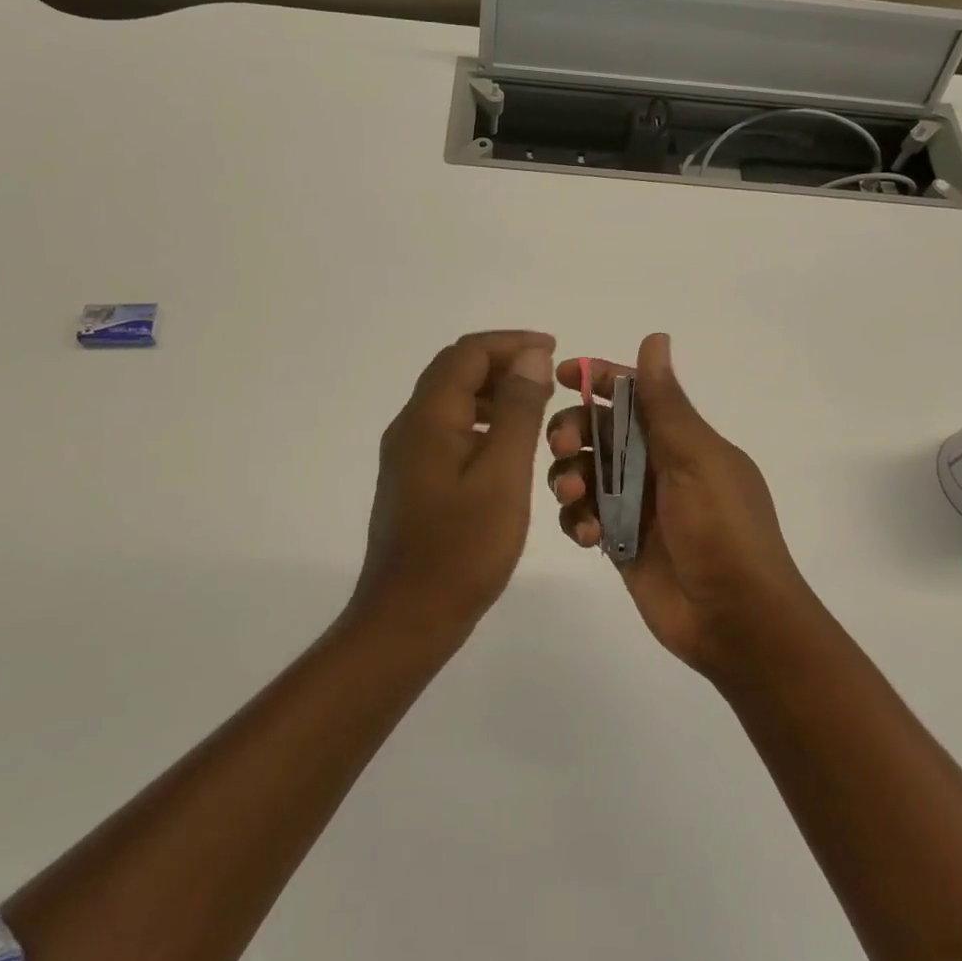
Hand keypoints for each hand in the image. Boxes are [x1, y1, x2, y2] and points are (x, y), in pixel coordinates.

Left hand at [351, 330, 556, 638]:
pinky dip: (481, 420)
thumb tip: (531, 356)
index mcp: (429, 417)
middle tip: (548, 374)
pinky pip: (449, 429)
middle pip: (455, 371)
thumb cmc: (462, 548)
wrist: (408, 617)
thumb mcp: (503, 474)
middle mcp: (411, 425)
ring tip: (536, 404)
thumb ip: (518, 411)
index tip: (554, 349)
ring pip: (451, 400)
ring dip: (493, 391)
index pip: (468, 353)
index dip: (511, 343)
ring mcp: (407, 453)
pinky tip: (509, 444)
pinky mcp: (413, 477)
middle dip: (503, 362)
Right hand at [546, 334, 820, 680]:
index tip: (563, 374)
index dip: (598, 378)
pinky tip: (588, 536)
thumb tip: (655, 337)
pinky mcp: (619, 541)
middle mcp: (655, 465)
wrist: (737, 621)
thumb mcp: (696, 458)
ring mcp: (635, 505)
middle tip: (562, 446)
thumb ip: (665, 403)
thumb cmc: (723, 530)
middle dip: (572, 431)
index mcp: (680, 439)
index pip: (633, 394)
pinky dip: (577, 519)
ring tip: (575, 497)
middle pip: (598, 431)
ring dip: (569, 476)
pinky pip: (583, 516)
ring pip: (583, 472)